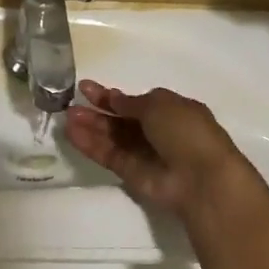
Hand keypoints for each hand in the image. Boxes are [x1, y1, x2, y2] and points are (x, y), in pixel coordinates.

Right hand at [62, 81, 268, 221]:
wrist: (202, 179)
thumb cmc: (186, 132)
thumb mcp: (160, 105)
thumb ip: (132, 102)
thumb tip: (115, 99)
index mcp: (171, 111)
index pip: (135, 102)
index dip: (111, 96)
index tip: (86, 88)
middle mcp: (157, 132)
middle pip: (121, 120)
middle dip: (97, 111)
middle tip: (71, 104)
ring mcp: (144, 154)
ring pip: (112, 138)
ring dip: (90, 127)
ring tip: (66, 117)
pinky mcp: (132, 174)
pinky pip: (109, 156)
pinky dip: (91, 145)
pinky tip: (72, 134)